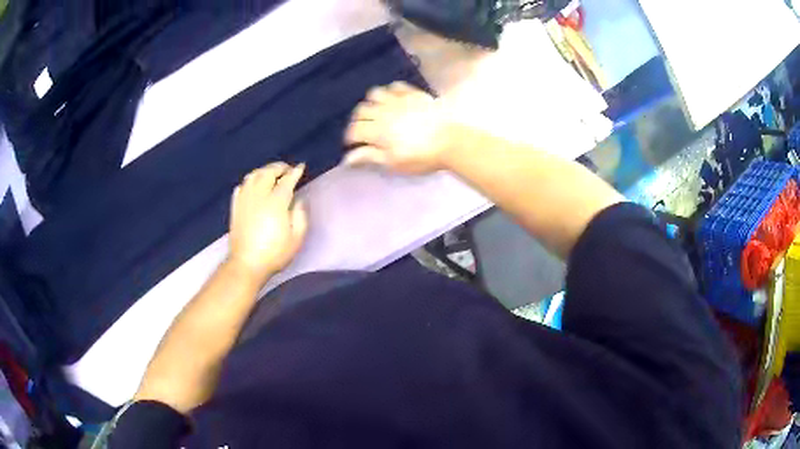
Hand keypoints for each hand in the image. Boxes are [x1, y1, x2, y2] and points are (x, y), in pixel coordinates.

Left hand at [228, 162, 307, 285]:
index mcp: (276, 202)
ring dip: (264, 171)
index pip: (287, 180)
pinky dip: (250, 181)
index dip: (295, 172)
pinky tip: (253, 185)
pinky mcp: (235, 207)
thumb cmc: (274, 253)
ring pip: (253, 176)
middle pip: (268, 172)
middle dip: (279, 167)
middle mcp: (259, 195)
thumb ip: (300, 216)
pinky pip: (242, 186)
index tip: (301, 167)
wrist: (247, 264)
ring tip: (271, 174)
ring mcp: (245, 200)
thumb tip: (298, 201)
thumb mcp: (296, 238)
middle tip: (287, 169)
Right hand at [344, 82, 453, 174]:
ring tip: (376, 112)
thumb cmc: (421, 157)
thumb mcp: (393, 162)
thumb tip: (347, 159)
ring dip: (371, 103)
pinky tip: (393, 100)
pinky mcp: (413, 93)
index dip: (350, 138)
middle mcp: (383, 111)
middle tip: (363, 130)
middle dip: (357, 121)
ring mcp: (398, 99)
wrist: (451, 141)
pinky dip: (389, 92)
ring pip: (374, 94)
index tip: (353, 144)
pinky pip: (394, 86)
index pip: (354, 130)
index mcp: (377, 130)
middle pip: (360, 110)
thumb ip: (369, 157)